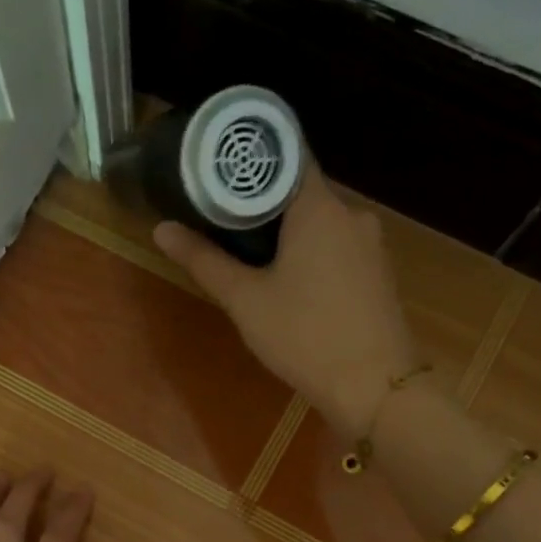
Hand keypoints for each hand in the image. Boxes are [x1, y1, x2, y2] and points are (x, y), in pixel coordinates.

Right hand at [155, 163, 418, 438]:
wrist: (374, 387)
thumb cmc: (304, 336)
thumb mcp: (245, 300)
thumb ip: (204, 261)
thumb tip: (162, 229)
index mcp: (319, 207)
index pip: (287, 155)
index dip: (252, 159)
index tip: (220, 169)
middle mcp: (351, 214)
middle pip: (301, 191)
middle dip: (263, 203)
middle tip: (222, 220)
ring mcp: (371, 244)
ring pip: (321, 223)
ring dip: (288, 233)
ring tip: (250, 254)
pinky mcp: (378, 273)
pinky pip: (338, 248)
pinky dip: (312, 254)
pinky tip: (291, 282)